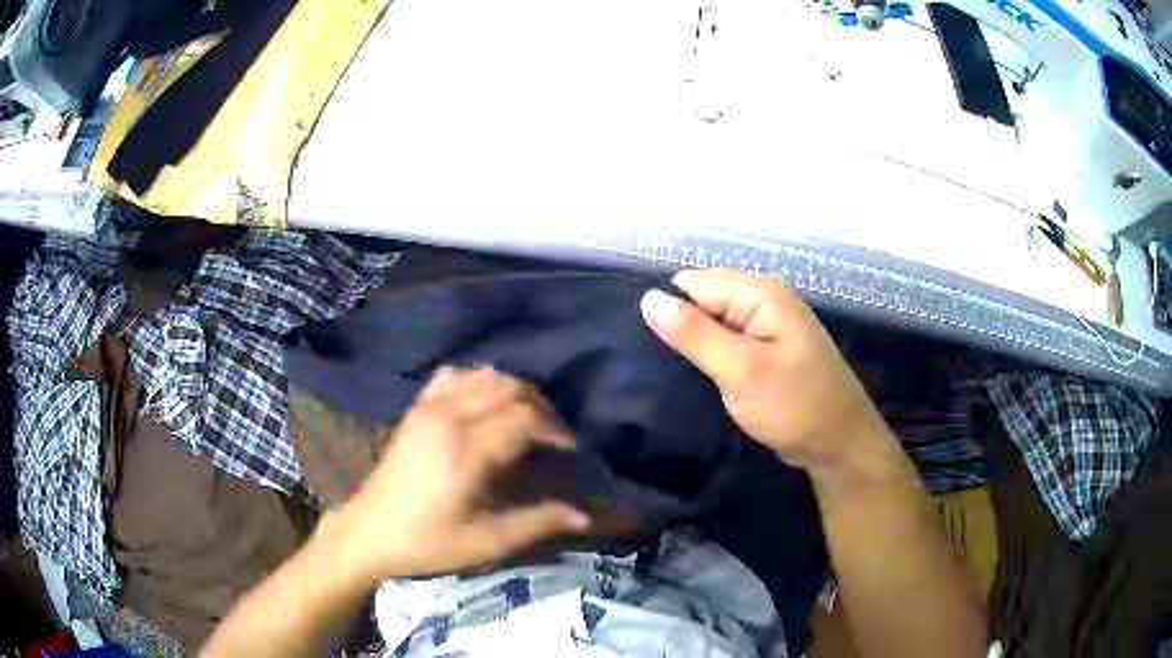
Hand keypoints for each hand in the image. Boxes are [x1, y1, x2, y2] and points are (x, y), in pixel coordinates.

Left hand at [325, 367, 590, 581]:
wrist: (369, 532)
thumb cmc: (427, 542)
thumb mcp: (485, 542)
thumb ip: (536, 523)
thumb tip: (582, 517)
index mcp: (466, 450)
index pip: (525, 416)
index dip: (556, 429)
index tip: (570, 449)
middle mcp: (448, 417)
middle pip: (509, 386)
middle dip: (540, 405)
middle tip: (552, 435)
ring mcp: (427, 407)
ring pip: (483, 375)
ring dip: (513, 390)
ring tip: (525, 419)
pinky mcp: (415, 409)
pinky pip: (453, 376)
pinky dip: (477, 381)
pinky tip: (483, 405)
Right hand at [640, 270, 895, 478]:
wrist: (839, 445)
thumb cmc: (794, 406)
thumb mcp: (741, 370)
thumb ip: (695, 334)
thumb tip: (648, 298)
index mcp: (761, 293)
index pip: (692, 283)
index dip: (668, 310)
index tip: (644, 347)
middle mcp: (764, 300)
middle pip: (703, 300)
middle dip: (680, 328)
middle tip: (656, 366)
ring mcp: (768, 326)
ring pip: (714, 324)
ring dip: (694, 346)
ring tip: (668, 374)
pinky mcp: (767, 350)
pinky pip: (728, 342)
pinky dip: (711, 358)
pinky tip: (696, 378)